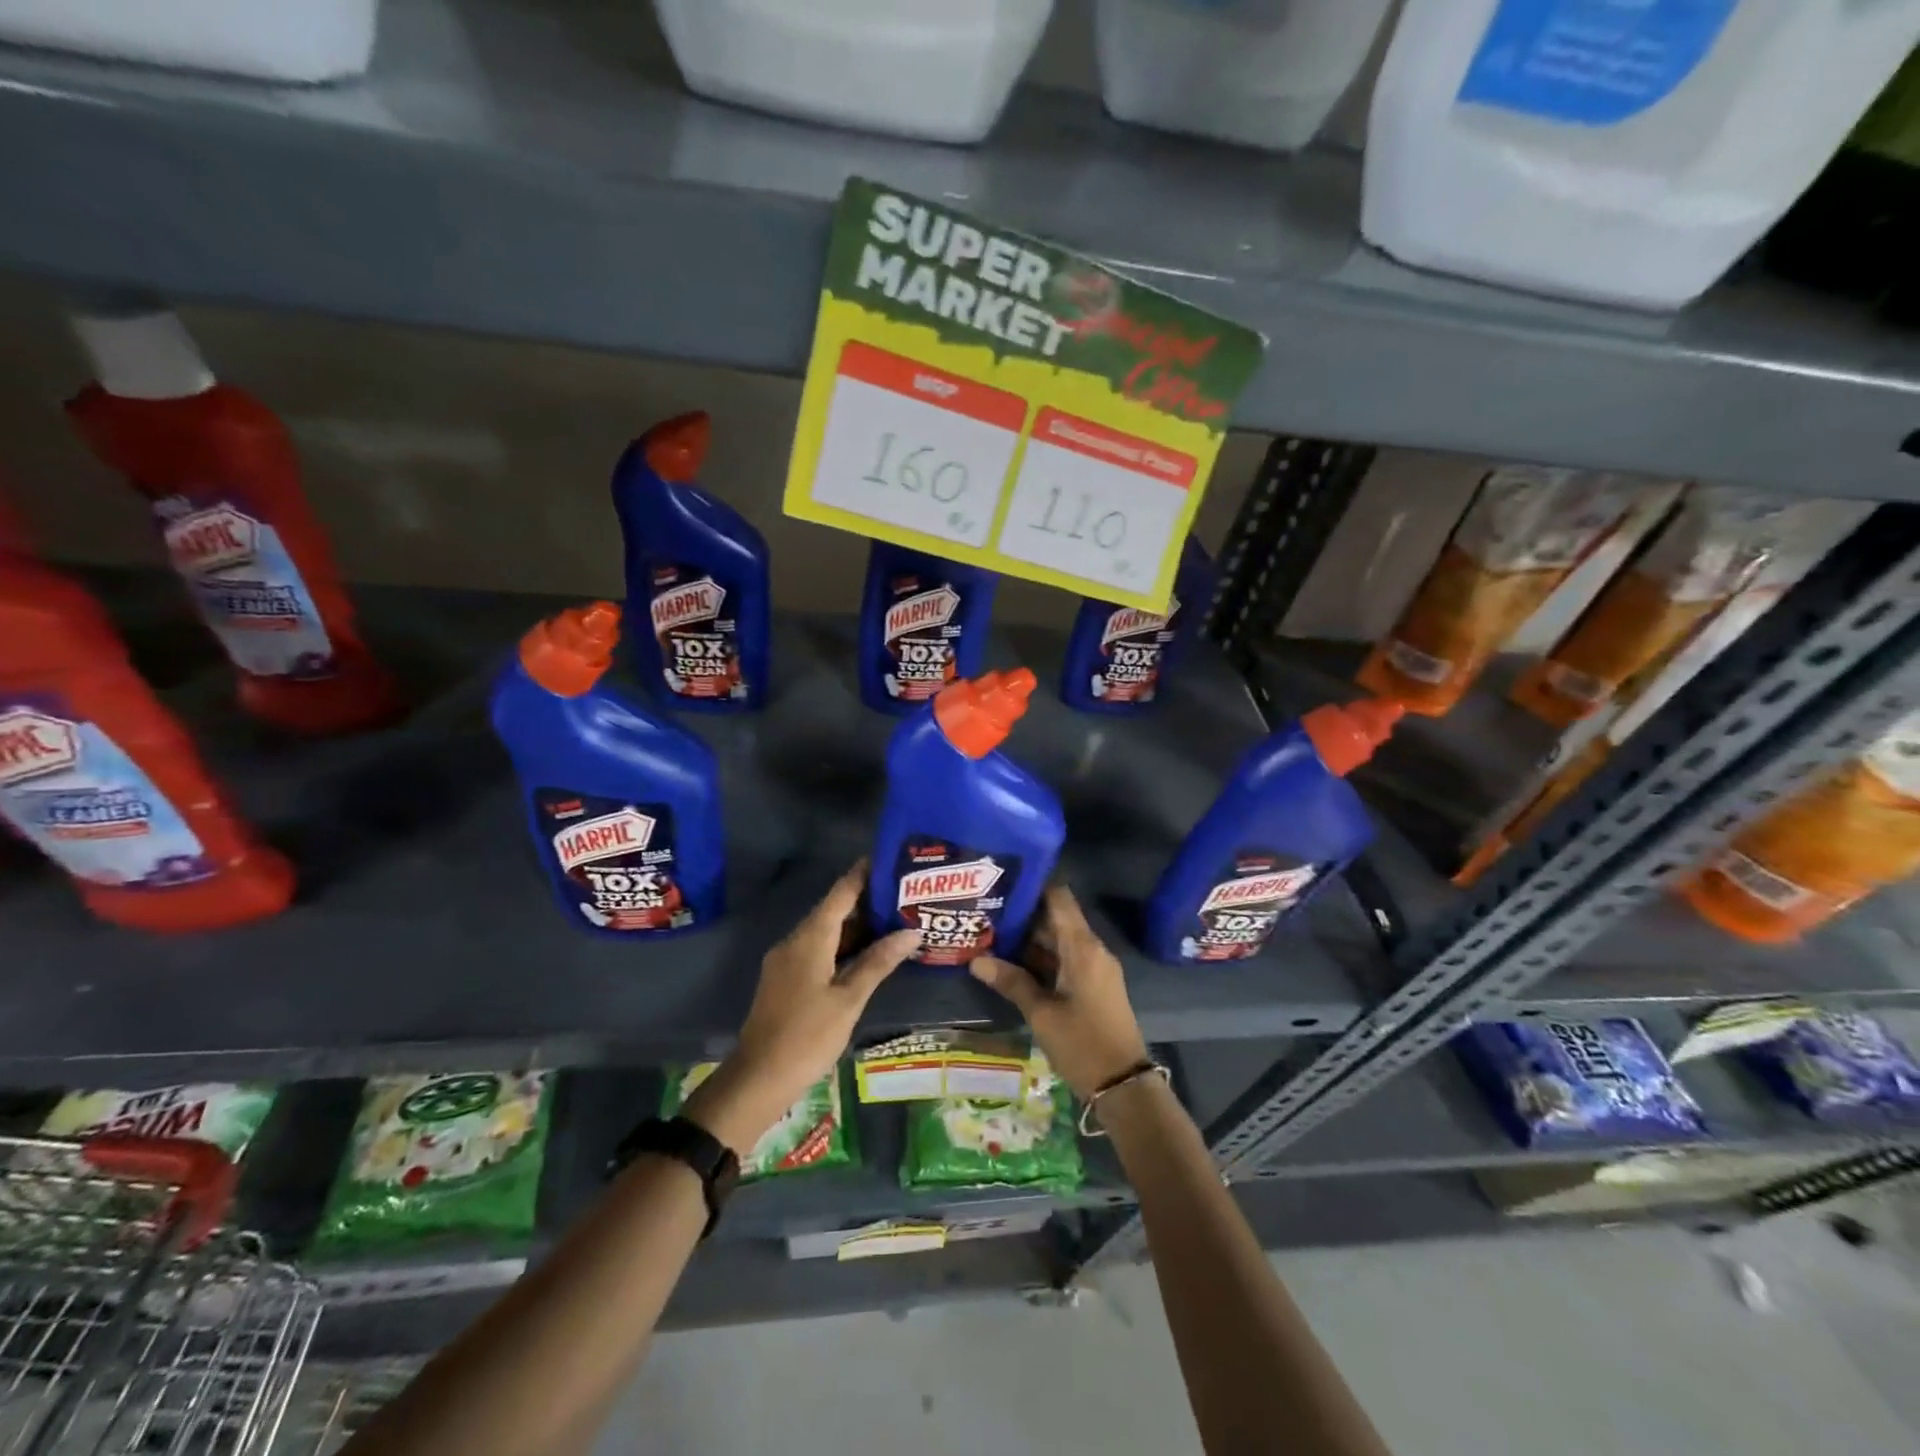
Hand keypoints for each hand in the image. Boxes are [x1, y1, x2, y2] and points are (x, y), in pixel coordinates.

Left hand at [684, 862, 919, 1152]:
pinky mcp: (786, 978)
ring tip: (895, 919)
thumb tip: (911, 931)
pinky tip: (868, 954)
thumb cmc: (807, 1036)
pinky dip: (844, 945)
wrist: (758, 1078)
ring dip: (857, 926)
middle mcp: (796, 940)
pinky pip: (818, 949)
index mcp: (810, 938)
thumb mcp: (849, 999)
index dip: (864, 873)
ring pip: (826, 932)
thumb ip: (878, 962)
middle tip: (904, 893)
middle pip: (834, 910)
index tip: (889, 857)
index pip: (841, 892)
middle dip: (867, 900)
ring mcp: (787, 960)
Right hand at [968, 885, 1149, 1099]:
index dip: (1032, 887)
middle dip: (1023, 916)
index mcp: (1082, 947)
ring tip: (991, 934)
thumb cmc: (1082, 1044)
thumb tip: (976, 959)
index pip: (1059, 898)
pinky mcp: (1093, 985)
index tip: (1002, 884)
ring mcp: (1095, 968)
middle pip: (1056, 919)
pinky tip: (1012, 964)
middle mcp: (1091, 950)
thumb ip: (1012, 982)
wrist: (1123, 1085)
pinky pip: (1066, 959)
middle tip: (986, 912)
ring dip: (1029, 939)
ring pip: (1059, 941)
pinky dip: (1042, 958)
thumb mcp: (1042, 1014)